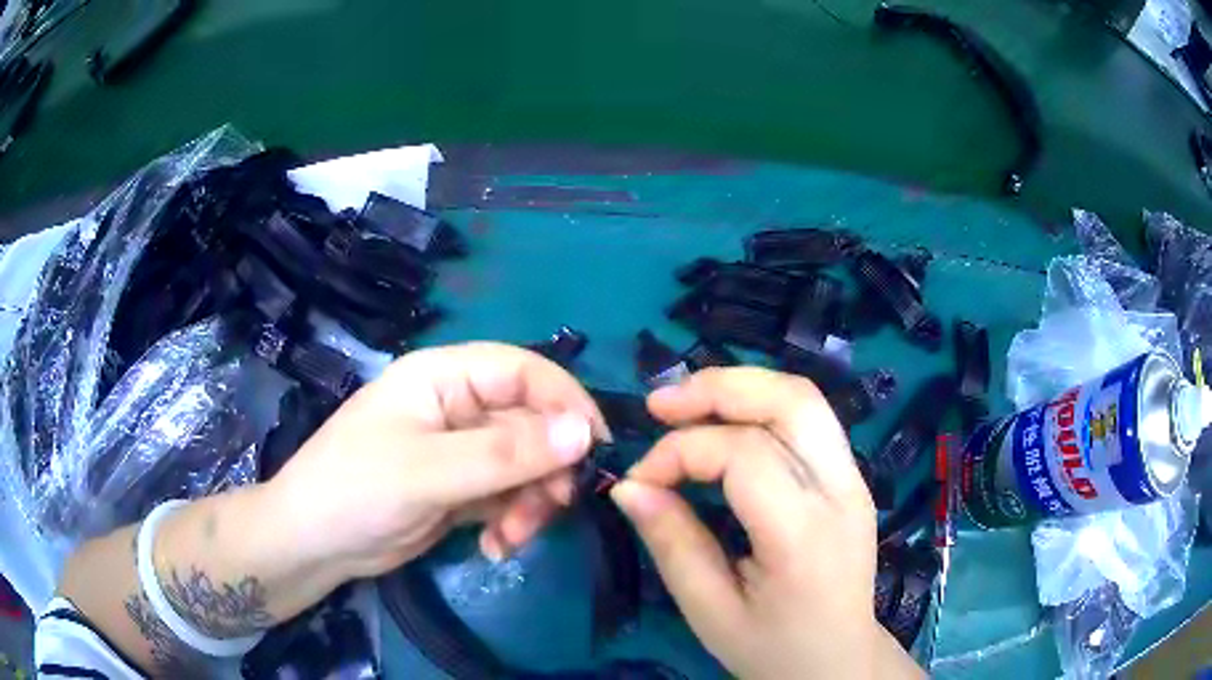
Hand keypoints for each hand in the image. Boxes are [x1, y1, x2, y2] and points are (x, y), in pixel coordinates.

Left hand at [266, 342, 608, 581]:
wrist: (314, 546)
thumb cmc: (355, 490)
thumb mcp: (429, 472)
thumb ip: (505, 454)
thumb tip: (583, 434)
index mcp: (443, 377)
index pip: (523, 371)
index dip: (565, 402)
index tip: (596, 449)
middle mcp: (457, 407)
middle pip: (531, 425)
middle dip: (545, 471)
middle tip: (551, 510)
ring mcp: (461, 451)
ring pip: (526, 467)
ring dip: (531, 504)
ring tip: (512, 538)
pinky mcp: (462, 489)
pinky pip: (510, 497)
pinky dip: (513, 522)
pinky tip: (498, 547)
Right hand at [610, 368, 921, 678]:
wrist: (838, 661)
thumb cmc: (771, 647)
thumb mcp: (709, 611)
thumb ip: (672, 544)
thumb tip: (628, 486)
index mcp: (804, 535)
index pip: (744, 454)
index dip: (680, 452)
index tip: (639, 480)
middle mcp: (841, 492)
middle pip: (790, 401)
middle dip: (718, 388)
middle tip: (660, 405)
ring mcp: (855, 480)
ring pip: (804, 398)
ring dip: (741, 388)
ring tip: (687, 405)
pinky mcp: (853, 478)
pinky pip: (810, 419)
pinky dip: (761, 407)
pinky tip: (727, 424)